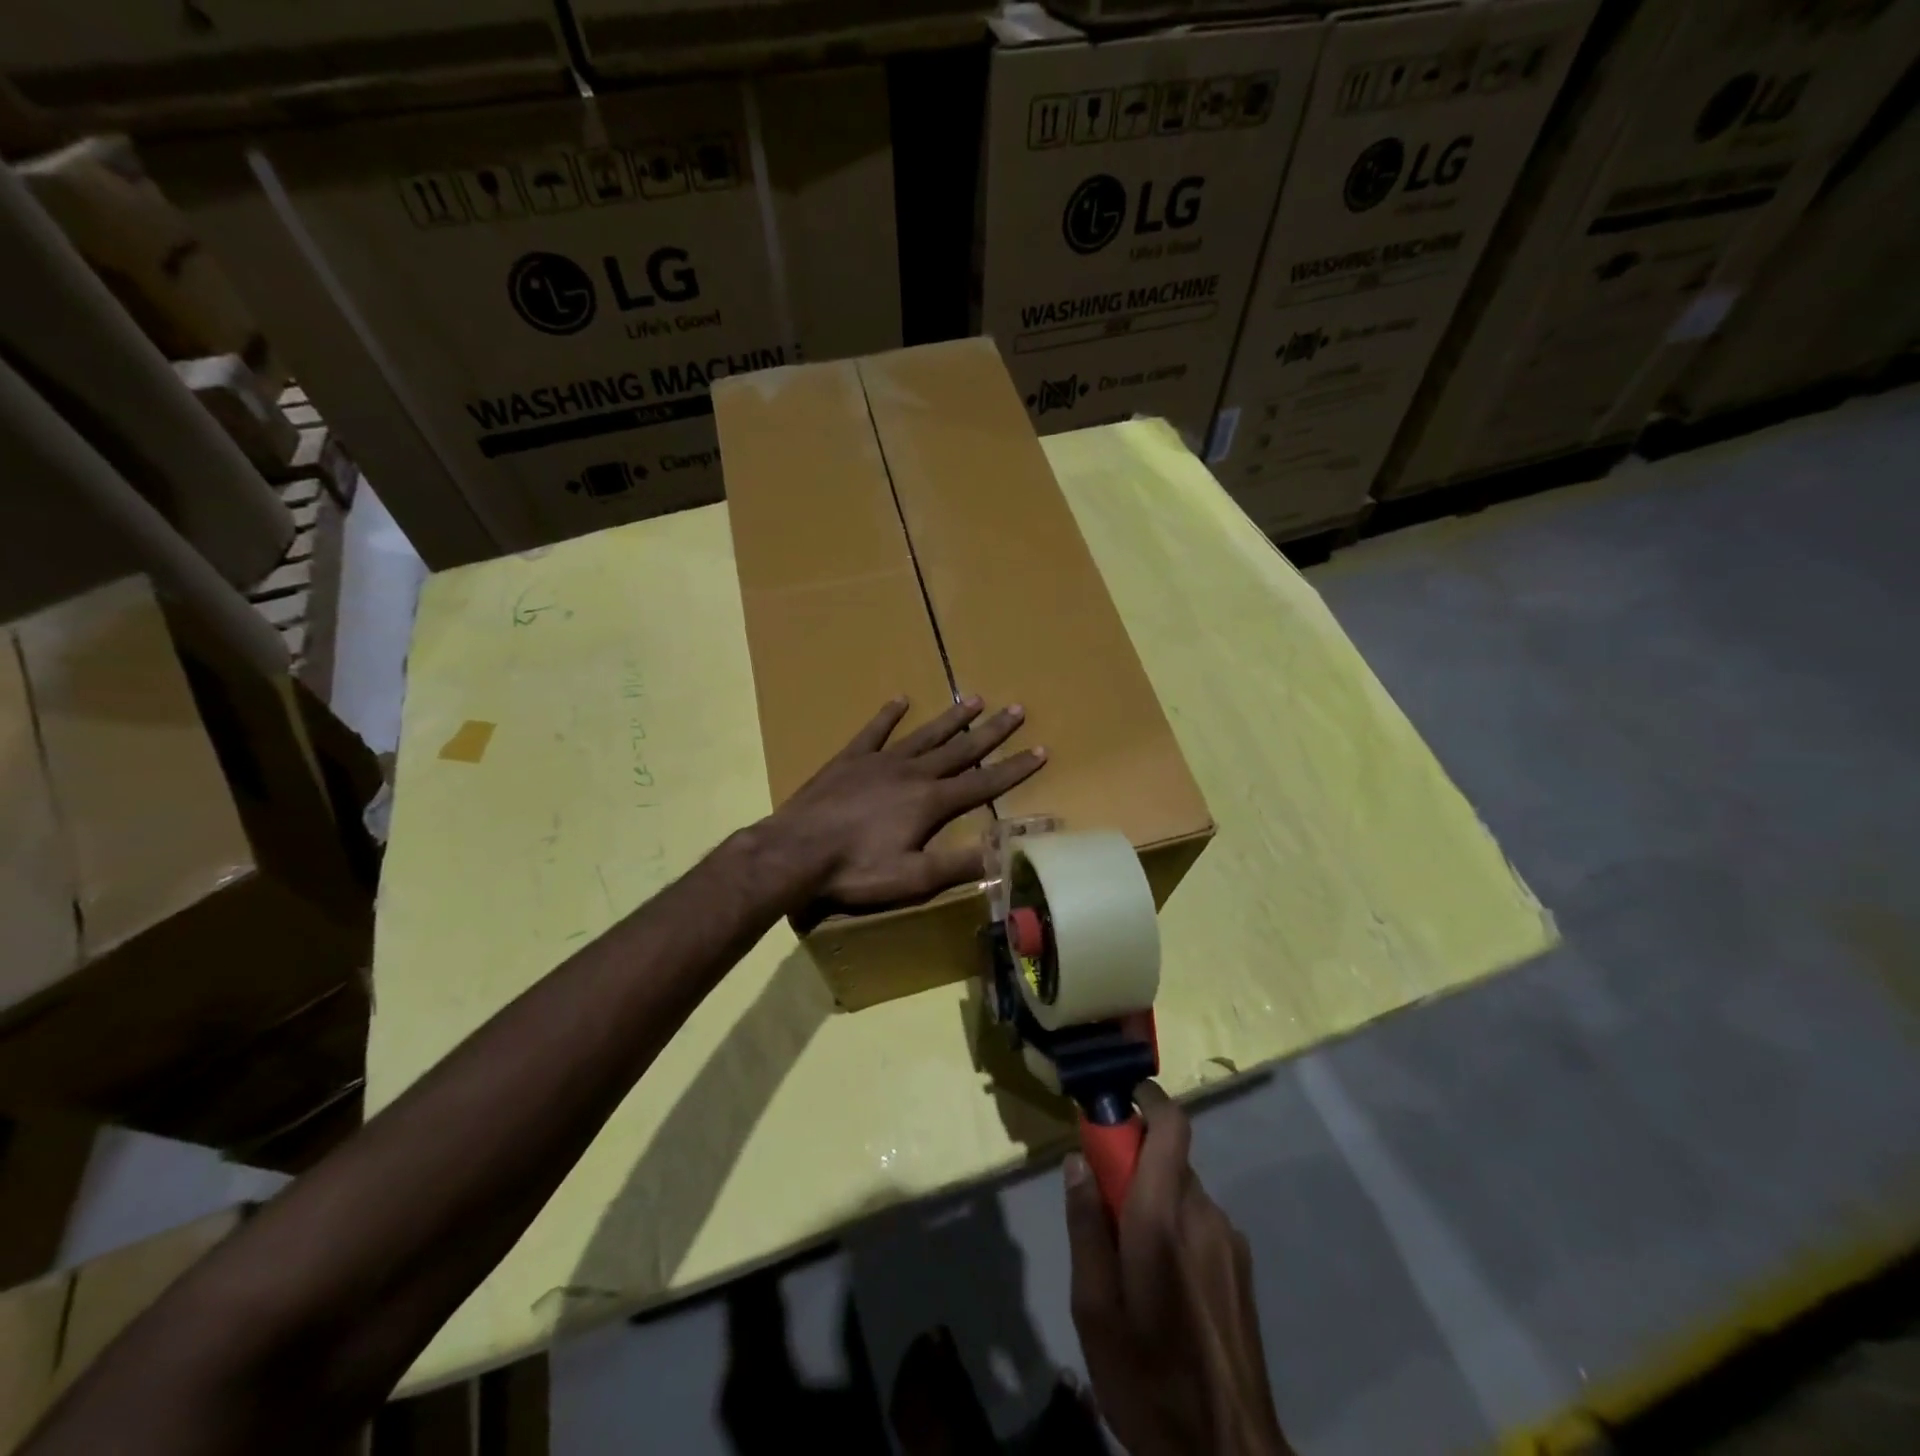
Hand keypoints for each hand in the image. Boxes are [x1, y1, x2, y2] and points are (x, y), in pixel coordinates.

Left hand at [771, 695, 1044, 928]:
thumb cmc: (856, 869)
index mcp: (931, 802)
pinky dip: (888, 715)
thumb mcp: (913, 878)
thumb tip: (1004, 856)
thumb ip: (959, 866)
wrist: (795, 851)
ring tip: (975, 699)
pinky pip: (874, 731)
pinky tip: (900, 699)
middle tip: (1017, 710)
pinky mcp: (850, 759)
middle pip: (960, 749)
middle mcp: (912, 773)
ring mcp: (880, 762)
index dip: (1014, 768)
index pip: (983, 783)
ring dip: (951, 718)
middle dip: (991, 732)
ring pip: (924, 734)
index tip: (1040, 751)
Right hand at [1065, 1085, 1292, 1455]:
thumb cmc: (1148, 1379)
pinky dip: (1175, 1226)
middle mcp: (1205, 1214)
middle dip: (1132, 1164)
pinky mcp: (1242, 1269)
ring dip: (1153, 1200)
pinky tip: (1161, 1285)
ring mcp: (1230, 1242)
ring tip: (1128, 1260)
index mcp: (1165, 1216)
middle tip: (1100, 1206)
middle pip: (1169, 1159)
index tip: (1115, 1102)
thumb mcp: (1094, 1308)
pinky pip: (1200, 1222)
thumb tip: (1078, 1162)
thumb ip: (1085, 1226)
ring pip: (1183, 1192)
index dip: (1146, 1099)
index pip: (1171, 1126)